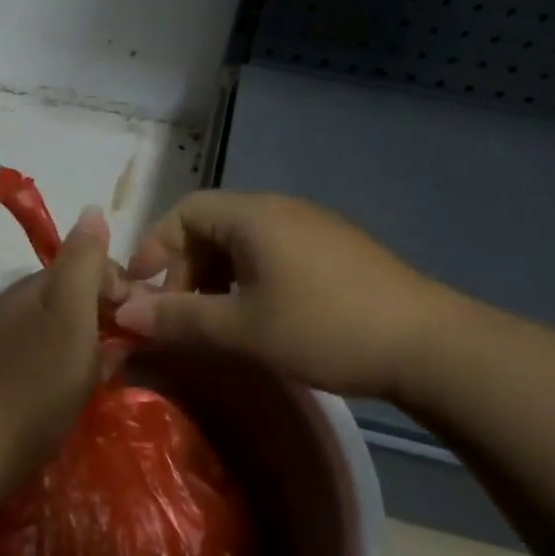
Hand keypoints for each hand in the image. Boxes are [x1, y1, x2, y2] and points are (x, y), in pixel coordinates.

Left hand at [0, 206, 113, 465]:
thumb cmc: (35, 380)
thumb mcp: (69, 312)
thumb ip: (83, 261)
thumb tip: (93, 209)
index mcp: (35, 286)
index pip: (90, 265)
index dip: (122, 285)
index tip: (143, 317)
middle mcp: (20, 307)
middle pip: (78, 298)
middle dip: (111, 316)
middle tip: (132, 348)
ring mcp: (10, 344)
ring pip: (67, 331)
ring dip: (96, 345)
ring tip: (112, 372)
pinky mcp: (7, 379)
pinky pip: (53, 360)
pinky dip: (75, 369)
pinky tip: (84, 391)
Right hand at [113, 191, 462, 400]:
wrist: (428, 345)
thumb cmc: (324, 328)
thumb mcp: (243, 328)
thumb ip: (180, 318)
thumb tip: (126, 313)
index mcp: (254, 216)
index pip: (184, 211)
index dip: (155, 247)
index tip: (142, 290)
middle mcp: (281, 210)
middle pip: (211, 225)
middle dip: (184, 267)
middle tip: (179, 314)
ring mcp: (312, 228)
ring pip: (242, 242)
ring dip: (215, 276)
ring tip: (213, 320)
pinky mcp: (335, 251)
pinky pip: (272, 253)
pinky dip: (247, 279)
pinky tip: (257, 315)